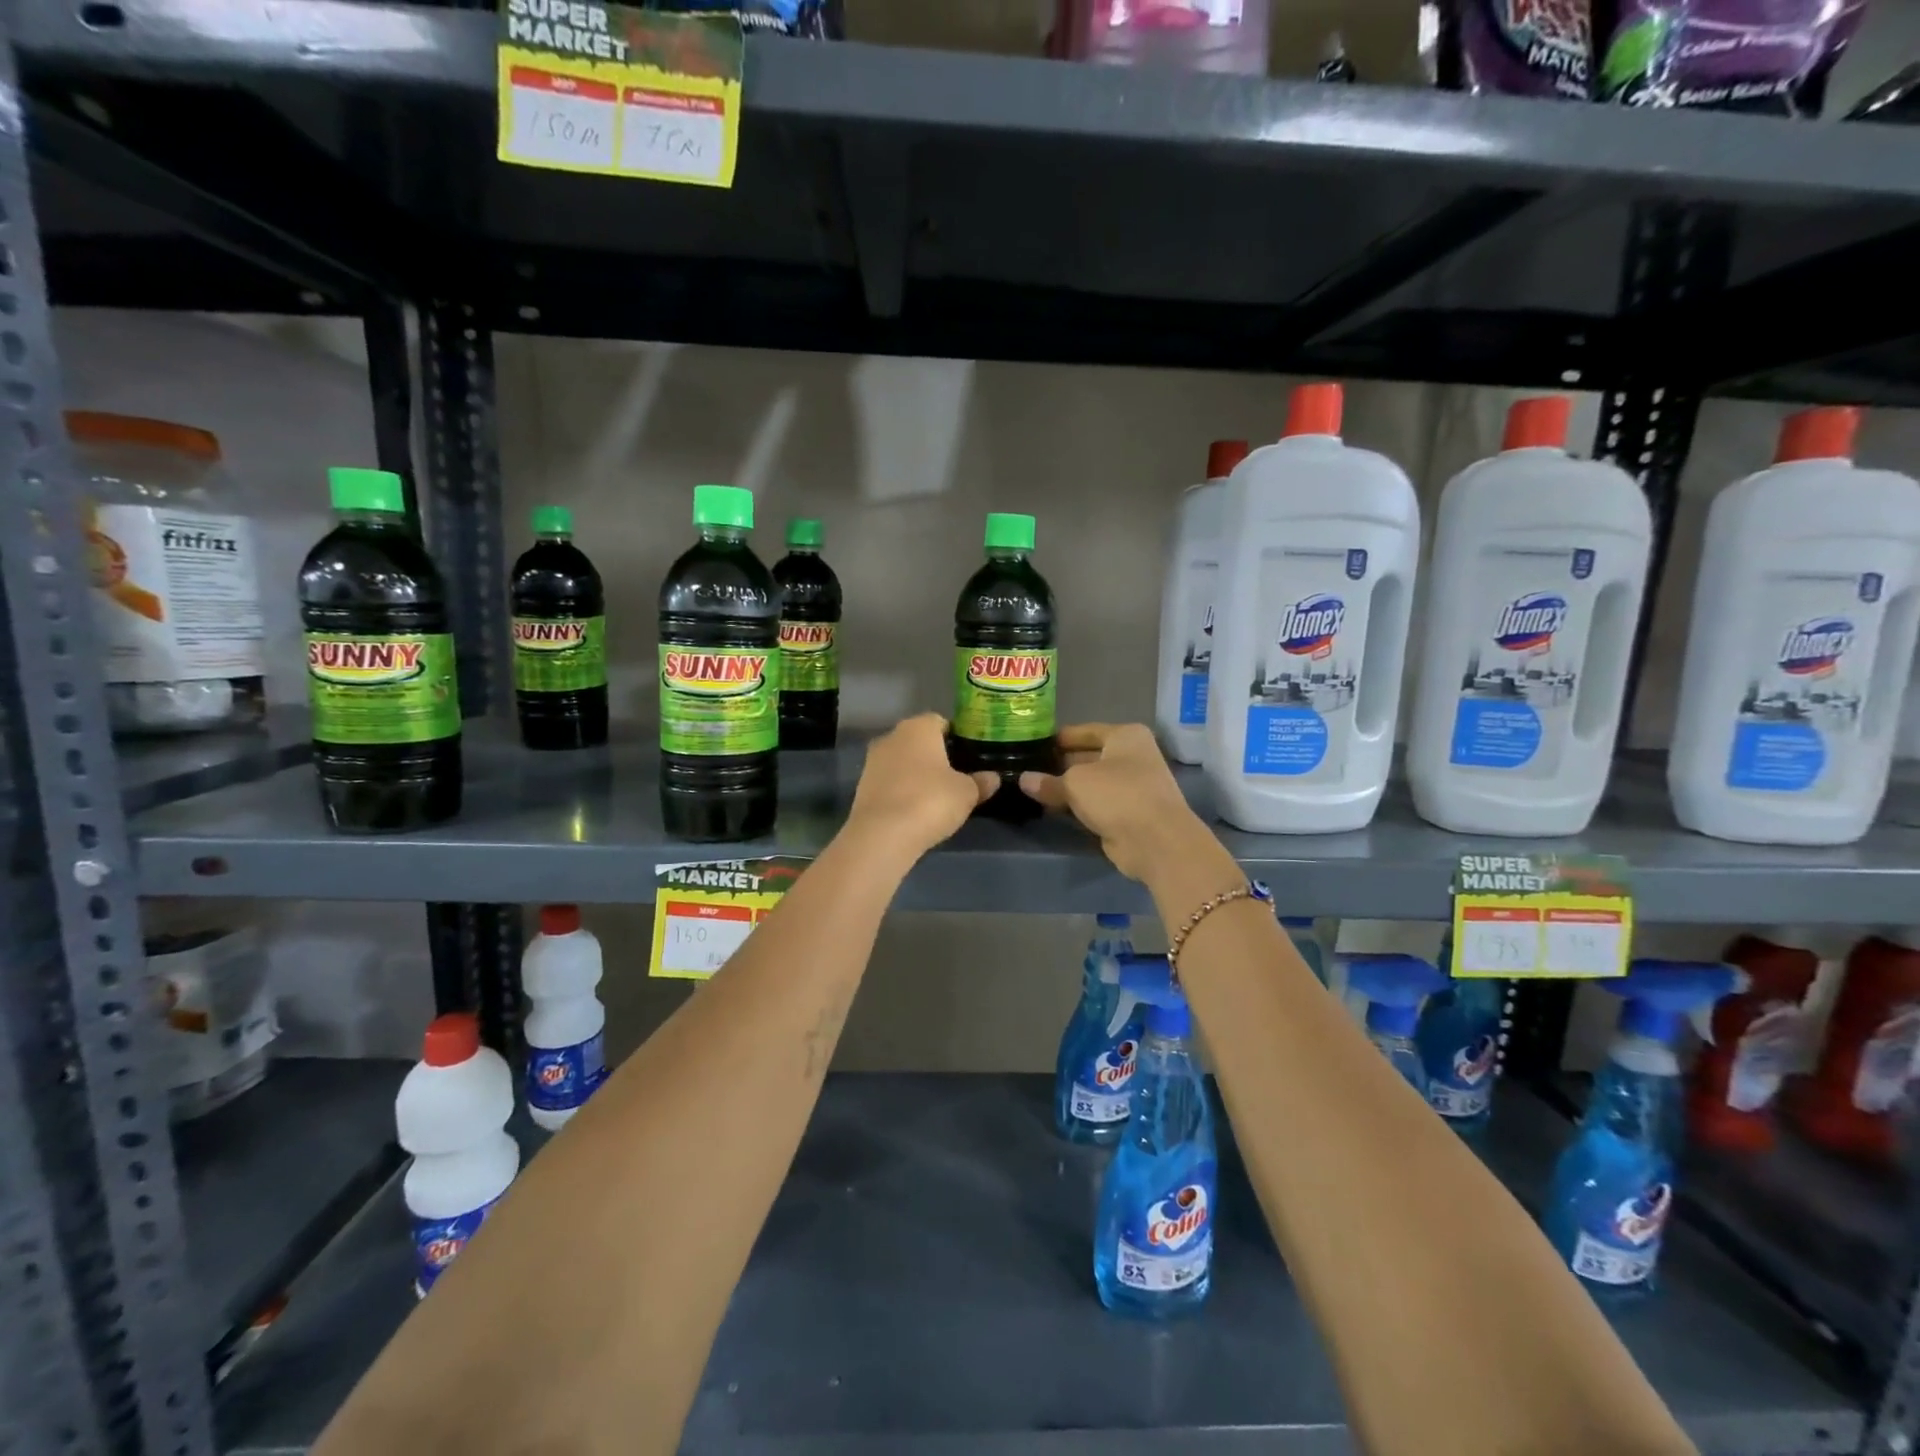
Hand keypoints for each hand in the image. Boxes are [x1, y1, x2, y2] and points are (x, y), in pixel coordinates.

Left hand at [845, 713, 996, 858]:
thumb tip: (992, 778)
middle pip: (919, 741)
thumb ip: (981, 782)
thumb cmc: (931, 801)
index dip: (957, 737)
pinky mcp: (862, 786)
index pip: (941, 721)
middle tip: (956, 777)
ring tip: (936, 796)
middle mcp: (892, 736)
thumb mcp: (967, 793)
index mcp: (918, 727)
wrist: (882, 835)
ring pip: (902, 761)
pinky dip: (902, 790)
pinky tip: (915, 809)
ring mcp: (872, 761)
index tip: (969, 757)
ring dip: (916, 774)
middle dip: (935, 755)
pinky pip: (890, 782)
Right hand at [1019, 723, 1214, 880]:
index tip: (1031, 744)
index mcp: (1125, 736)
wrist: (1155, 840)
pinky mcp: (1128, 814)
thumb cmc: (1117, 794)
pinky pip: (1095, 805)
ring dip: (1066, 788)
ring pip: (1090, 783)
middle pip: (1087, 756)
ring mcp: (1132, 786)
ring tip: (1031, 789)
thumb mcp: (1075, 783)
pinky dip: (1077, 807)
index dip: (1058, 738)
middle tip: (1026, 769)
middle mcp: (1132, 757)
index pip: (1085, 731)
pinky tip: (1050, 809)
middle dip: (1059, 765)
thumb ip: (1048, 781)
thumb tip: (1023, 780)